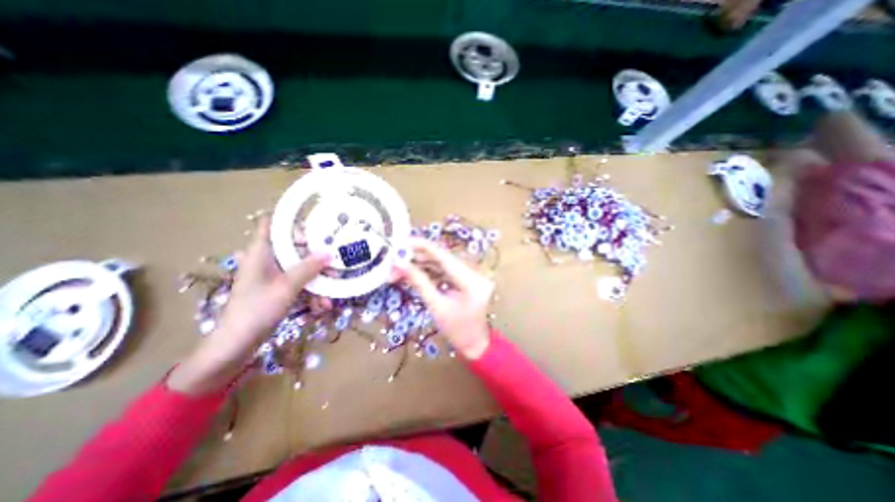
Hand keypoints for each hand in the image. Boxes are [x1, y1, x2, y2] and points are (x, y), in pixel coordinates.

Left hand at [169, 216, 329, 394]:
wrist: (237, 344)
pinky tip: (323, 305)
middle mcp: (267, 259)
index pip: (272, 223)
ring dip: (318, 277)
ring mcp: (273, 275)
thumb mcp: (286, 287)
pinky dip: (312, 291)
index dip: (291, 218)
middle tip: (336, 257)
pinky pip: (300, 282)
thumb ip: (308, 268)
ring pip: (301, 266)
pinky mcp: (279, 288)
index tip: (316, 221)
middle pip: (294, 245)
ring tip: (333, 289)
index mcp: (261, 251)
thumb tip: (330, 252)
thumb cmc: (256, 310)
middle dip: (316, 253)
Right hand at [393, 238, 495, 357]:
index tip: (405, 241)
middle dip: (419, 257)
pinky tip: (415, 271)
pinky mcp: (469, 278)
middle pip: (444, 259)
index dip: (424, 247)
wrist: (474, 343)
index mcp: (471, 282)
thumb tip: (399, 263)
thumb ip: (418, 282)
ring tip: (401, 266)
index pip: (445, 258)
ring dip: (423, 264)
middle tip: (397, 258)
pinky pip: (447, 270)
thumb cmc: (455, 330)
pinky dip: (431, 271)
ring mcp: (473, 275)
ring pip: (444, 264)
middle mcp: (476, 274)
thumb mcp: (435, 306)